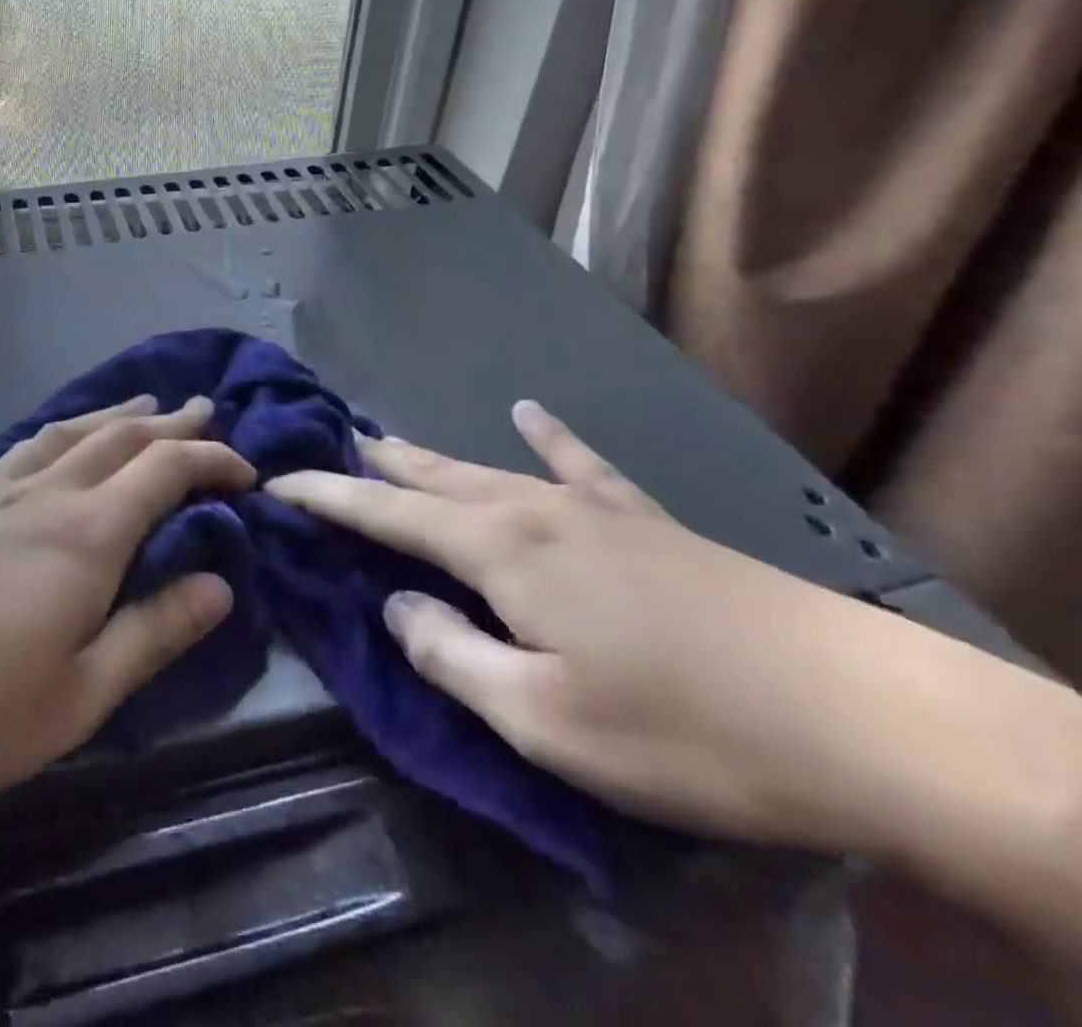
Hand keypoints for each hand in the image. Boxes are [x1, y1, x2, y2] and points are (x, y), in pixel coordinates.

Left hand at [0, 395, 253, 818]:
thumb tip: (222, 583)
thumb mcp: (77, 698)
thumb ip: (153, 633)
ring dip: (119, 415)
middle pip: (123, 437)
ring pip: (74, 432)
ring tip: (148, 404)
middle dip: (174, 423)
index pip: (167, 470)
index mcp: (86, 535)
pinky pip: (30, 445)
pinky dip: (66, 429)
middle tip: (210, 411)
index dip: (214, 461)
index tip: (249, 474)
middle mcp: (47, 495)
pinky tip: (61, 439)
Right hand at [266, 403, 1081, 859]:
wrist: (865, 716)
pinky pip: (580, 465)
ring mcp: (591, 509)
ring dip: (428, 455)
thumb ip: (450, 656)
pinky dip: (548, 438)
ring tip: (384, 436)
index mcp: (497, 550)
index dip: (324, 497)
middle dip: (369, 464)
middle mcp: (530, 510)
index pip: (382, 513)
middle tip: (322, 442)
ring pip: (484, 468)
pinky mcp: (644, 521)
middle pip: (428, 477)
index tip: (274, 480)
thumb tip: (397, 606)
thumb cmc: (684, 729)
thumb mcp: (543, 720)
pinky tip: (529, 410)